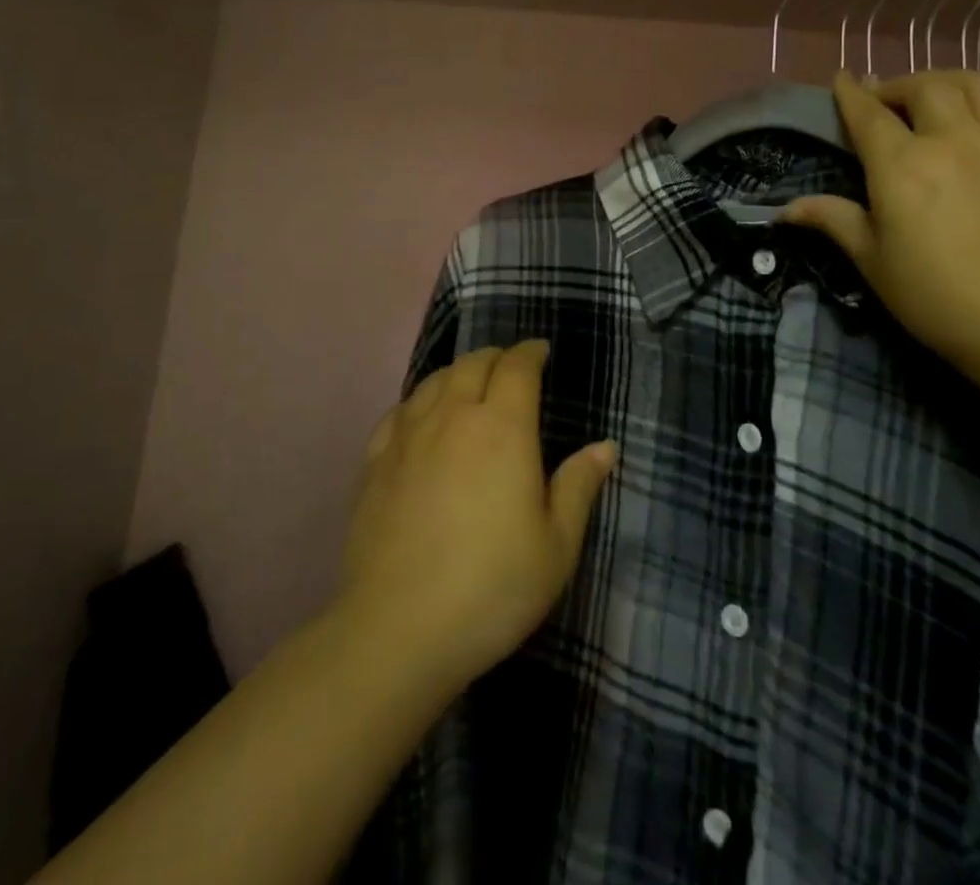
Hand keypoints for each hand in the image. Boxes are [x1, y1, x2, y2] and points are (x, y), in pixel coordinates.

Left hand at [338, 341, 616, 694]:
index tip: (540, 352)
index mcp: (502, 427)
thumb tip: (605, 446)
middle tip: (510, 367)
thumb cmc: (492, 586)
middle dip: (496, 357)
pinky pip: (399, 411)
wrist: (399, 628)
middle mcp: (453, 416)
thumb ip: (579, 486)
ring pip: (434, 381)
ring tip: (469, 383)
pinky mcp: (374, 461)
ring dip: (457, 372)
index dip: (530, 352)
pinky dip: (419, 400)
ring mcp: (408, 435)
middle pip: (473, 364)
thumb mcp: (556, 545)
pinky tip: (421, 416)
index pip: (517, 367)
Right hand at [781, 70, 979, 367]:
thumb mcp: (870, 258)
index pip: (868, 113)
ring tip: (941, 98)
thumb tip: (787, 209)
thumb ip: (832, 220)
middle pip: (926, 86)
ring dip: (952, 83)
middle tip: (889, 102)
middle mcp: (953, 141)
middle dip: (900, 86)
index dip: (851, 92)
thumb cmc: (931, 294)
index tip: (843, 78)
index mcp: (901, 165)